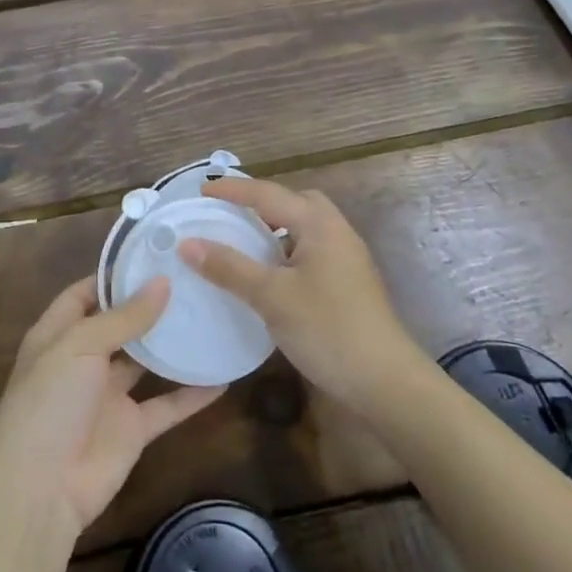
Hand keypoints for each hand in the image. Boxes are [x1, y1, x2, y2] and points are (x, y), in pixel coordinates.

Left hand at [0, 275, 223, 539]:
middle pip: (120, 324)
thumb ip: (123, 317)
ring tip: (209, 314)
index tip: (152, 255)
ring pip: (146, 362)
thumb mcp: (79, 346)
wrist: (40, 489)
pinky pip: (167, 405)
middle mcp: (83, 360)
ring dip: (171, 344)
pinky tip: (223, 376)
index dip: (113, 275)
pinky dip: (193, 394)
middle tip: (191, 280)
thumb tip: (162, 282)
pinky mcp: (132, 429)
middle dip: (149, 304)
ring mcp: (109, 396)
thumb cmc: (48, 402)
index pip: (85, 294)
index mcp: (59, 335)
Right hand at [181, 179, 425, 411]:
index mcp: (319, 224)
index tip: (200, 191)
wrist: (384, 381)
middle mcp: (336, 232)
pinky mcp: (347, 283)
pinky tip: (268, 274)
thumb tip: (187, 242)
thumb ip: (229, 267)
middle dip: (261, 201)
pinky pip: (309, 250)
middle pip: (295, 202)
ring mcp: (346, 258)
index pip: (268, 194)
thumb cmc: (327, 329)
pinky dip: (285, 251)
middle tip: (229, 212)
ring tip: (243, 240)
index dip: (232, 190)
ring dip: (274, 228)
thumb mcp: (271, 296)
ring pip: (304, 228)